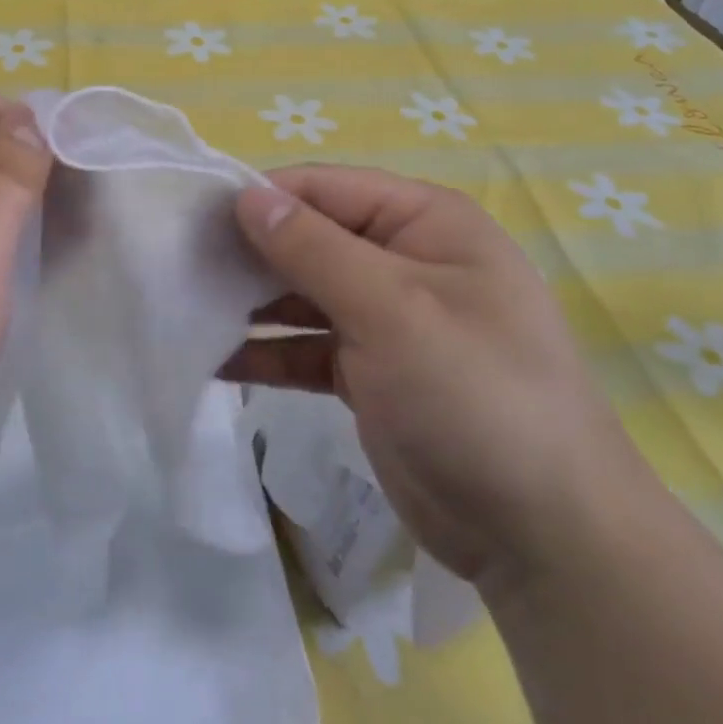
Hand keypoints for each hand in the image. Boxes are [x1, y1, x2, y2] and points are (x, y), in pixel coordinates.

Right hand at [226, 165, 657, 587]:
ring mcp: (387, 320)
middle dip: (250, 252)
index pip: (326, 188)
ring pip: (303, 294)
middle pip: (311, 238)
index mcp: (424, 223)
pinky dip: (266, 352)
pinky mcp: (370, 373)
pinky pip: (306, 347)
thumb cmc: (476, 395)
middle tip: (178, 265)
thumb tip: (249, 196)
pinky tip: (213, 360)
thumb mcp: (392, 310)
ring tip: (183, 307)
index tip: (193, 217)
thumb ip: (314, 249)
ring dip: (251, 302)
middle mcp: (404, 260)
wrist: (544, 535)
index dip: (262, 198)